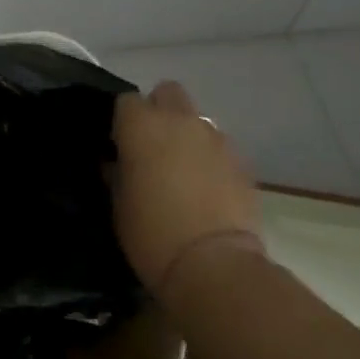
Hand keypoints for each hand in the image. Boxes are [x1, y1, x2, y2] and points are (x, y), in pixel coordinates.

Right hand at [111, 81, 260, 299]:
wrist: (215, 266)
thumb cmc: (152, 234)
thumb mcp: (118, 204)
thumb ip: (117, 173)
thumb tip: (117, 163)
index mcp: (142, 126)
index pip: (126, 101)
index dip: (123, 121)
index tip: (120, 145)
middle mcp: (179, 121)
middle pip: (168, 92)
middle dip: (159, 110)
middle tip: (153, 145)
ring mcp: (215, 138)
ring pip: (197, 119)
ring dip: (187, 134)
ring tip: (184, 169)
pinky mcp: (242, 161)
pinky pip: (220, 147)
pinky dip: (211, 158)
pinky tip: (208, 188)